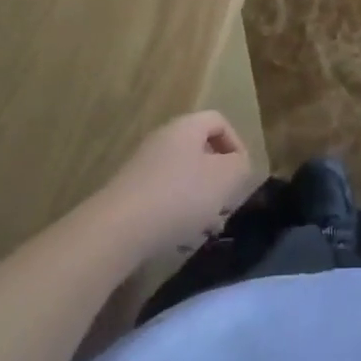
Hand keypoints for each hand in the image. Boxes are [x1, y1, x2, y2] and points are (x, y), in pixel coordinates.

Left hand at [99, 112, 256, 259]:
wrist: (118, 229)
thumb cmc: (179, 196)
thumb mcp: (224, 179)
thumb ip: (240, 166)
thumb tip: (239, 164)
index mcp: (186, 127)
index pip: (218, 121)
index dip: (236, 144)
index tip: (242, 175)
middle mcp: (163, 139)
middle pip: (200, 150)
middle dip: (218, 178)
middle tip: (227, 205)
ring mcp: (143, 166)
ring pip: (183, 176)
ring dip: (200, 199)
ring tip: (208, 229)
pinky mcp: (130, 193)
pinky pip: (164, 195)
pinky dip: (177, 212)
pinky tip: (181, 239)